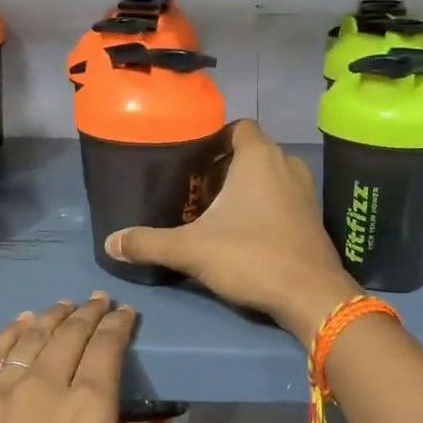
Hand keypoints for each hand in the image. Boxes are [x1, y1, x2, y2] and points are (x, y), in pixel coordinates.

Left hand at [0, 296, 137, 422]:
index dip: (119, 327)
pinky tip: (21, 324)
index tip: (126, 314)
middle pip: (70, 336)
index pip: (107, 351)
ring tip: (64, 306)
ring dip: (52, 318)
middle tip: (99, 302)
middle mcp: (45, 391)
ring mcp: (0, 396)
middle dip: (89, 314)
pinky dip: (10, 334)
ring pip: (31, 339)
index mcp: (88, 414)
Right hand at [103, 120, 358, 341]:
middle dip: (221, 169)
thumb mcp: (191, 249)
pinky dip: (262, 207)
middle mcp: (286, 165)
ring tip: (213, 214)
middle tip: (193, 192)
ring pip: (267, 177)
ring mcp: (305, 192)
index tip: (189, 162)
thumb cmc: (251, 257)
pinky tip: (242, 235)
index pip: (236, 127)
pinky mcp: (313, 218)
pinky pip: (282, 199)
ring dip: (242, 190)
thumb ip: (148, 242)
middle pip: (249, 153)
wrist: (311, 295)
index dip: (212, 139)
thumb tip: (110, 242)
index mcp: (259, 157)